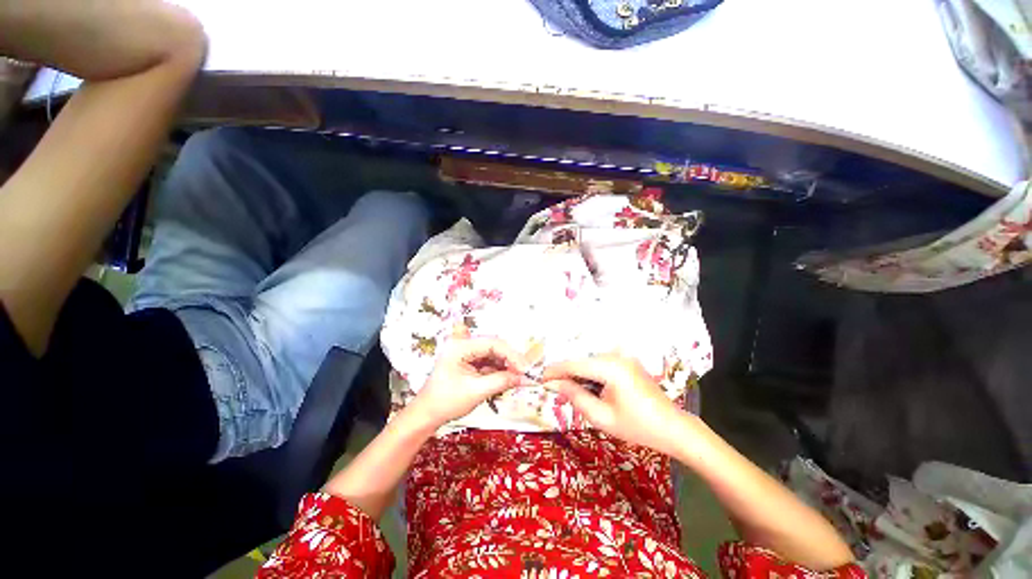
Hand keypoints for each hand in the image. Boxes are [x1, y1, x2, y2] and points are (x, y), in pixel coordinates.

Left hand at [409, 337, 528, 427]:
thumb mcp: (476, 392)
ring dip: (506, 365)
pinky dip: (499, 370)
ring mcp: (466, 353)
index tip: (525, 369)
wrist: (426, 416)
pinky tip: (508, 378)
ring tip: (518, 377)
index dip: (512, 355)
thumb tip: (524, 377)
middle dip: (510, 360)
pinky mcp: (469, 362)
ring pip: (493, 354)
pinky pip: (488, 362)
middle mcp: (463, 345)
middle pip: (494, 347)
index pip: (492, 343)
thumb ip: (501, 381)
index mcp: (460, 347)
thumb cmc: (446, 403)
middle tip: (524, 374)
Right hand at [543, 355, 683, 453]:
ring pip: (589, 364)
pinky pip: (601, 366)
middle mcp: (616, 356)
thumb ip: (575, 396)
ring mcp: (623, 358)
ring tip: (568, 396)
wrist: (673, 428)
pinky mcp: (626, 362)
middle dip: (566, 377)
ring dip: (578, 378)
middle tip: (553, 393)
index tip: (540, 379)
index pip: (574, 365)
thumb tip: (553, 384)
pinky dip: (590, 377)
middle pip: (581, 363)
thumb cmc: (638, 427)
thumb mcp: (601, 417)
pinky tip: (586, 390)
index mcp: (611, 367)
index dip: (555, 371)